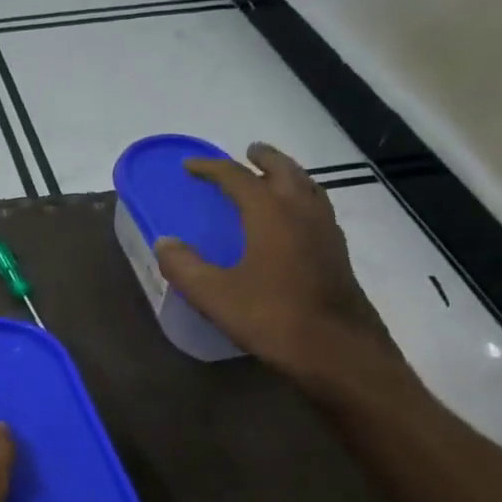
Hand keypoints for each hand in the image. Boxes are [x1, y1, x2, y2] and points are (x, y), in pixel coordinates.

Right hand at [155, 142, 409, 398]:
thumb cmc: (271, 317)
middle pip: (284, 171)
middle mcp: (302, 212)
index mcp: (270, 213)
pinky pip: (319, 209)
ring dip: (289, 175)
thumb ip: (184, 266)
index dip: (212, 168)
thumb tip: (163, 242)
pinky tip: (297, 220)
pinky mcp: (338, 253)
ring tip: (275, 177)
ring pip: (308, 187)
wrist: (336, 349)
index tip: (191, 166)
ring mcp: (326, 231)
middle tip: (249, 152)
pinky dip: (304, 199)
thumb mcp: (214, 295)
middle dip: (264, 159)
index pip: (238, 177)